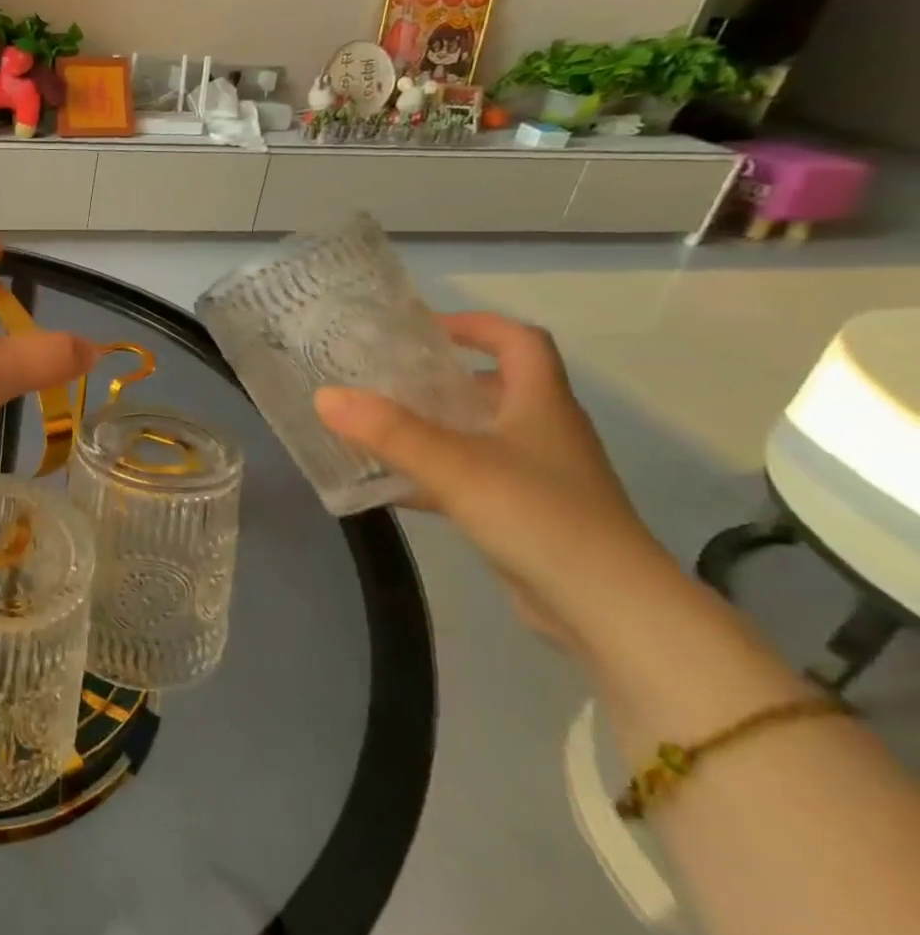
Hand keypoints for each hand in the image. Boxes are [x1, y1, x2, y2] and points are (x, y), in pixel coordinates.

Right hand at [315, 313, 666, 643]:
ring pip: (479, 435)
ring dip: (433, 427)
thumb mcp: (456, 466)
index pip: (519, 341)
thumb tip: (324, 395)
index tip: (423, 328)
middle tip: (383, 378)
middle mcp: (544, 432)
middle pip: (494, 387)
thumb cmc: (539, 516)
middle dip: (440, 378)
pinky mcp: (524, 514)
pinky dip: (433, 474)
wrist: (609, 609)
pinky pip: (471, 478)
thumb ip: (388, 431)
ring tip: (376, 425)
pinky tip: (391, 486)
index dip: (475, 325)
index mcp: (541, 404)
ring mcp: (537, 476)